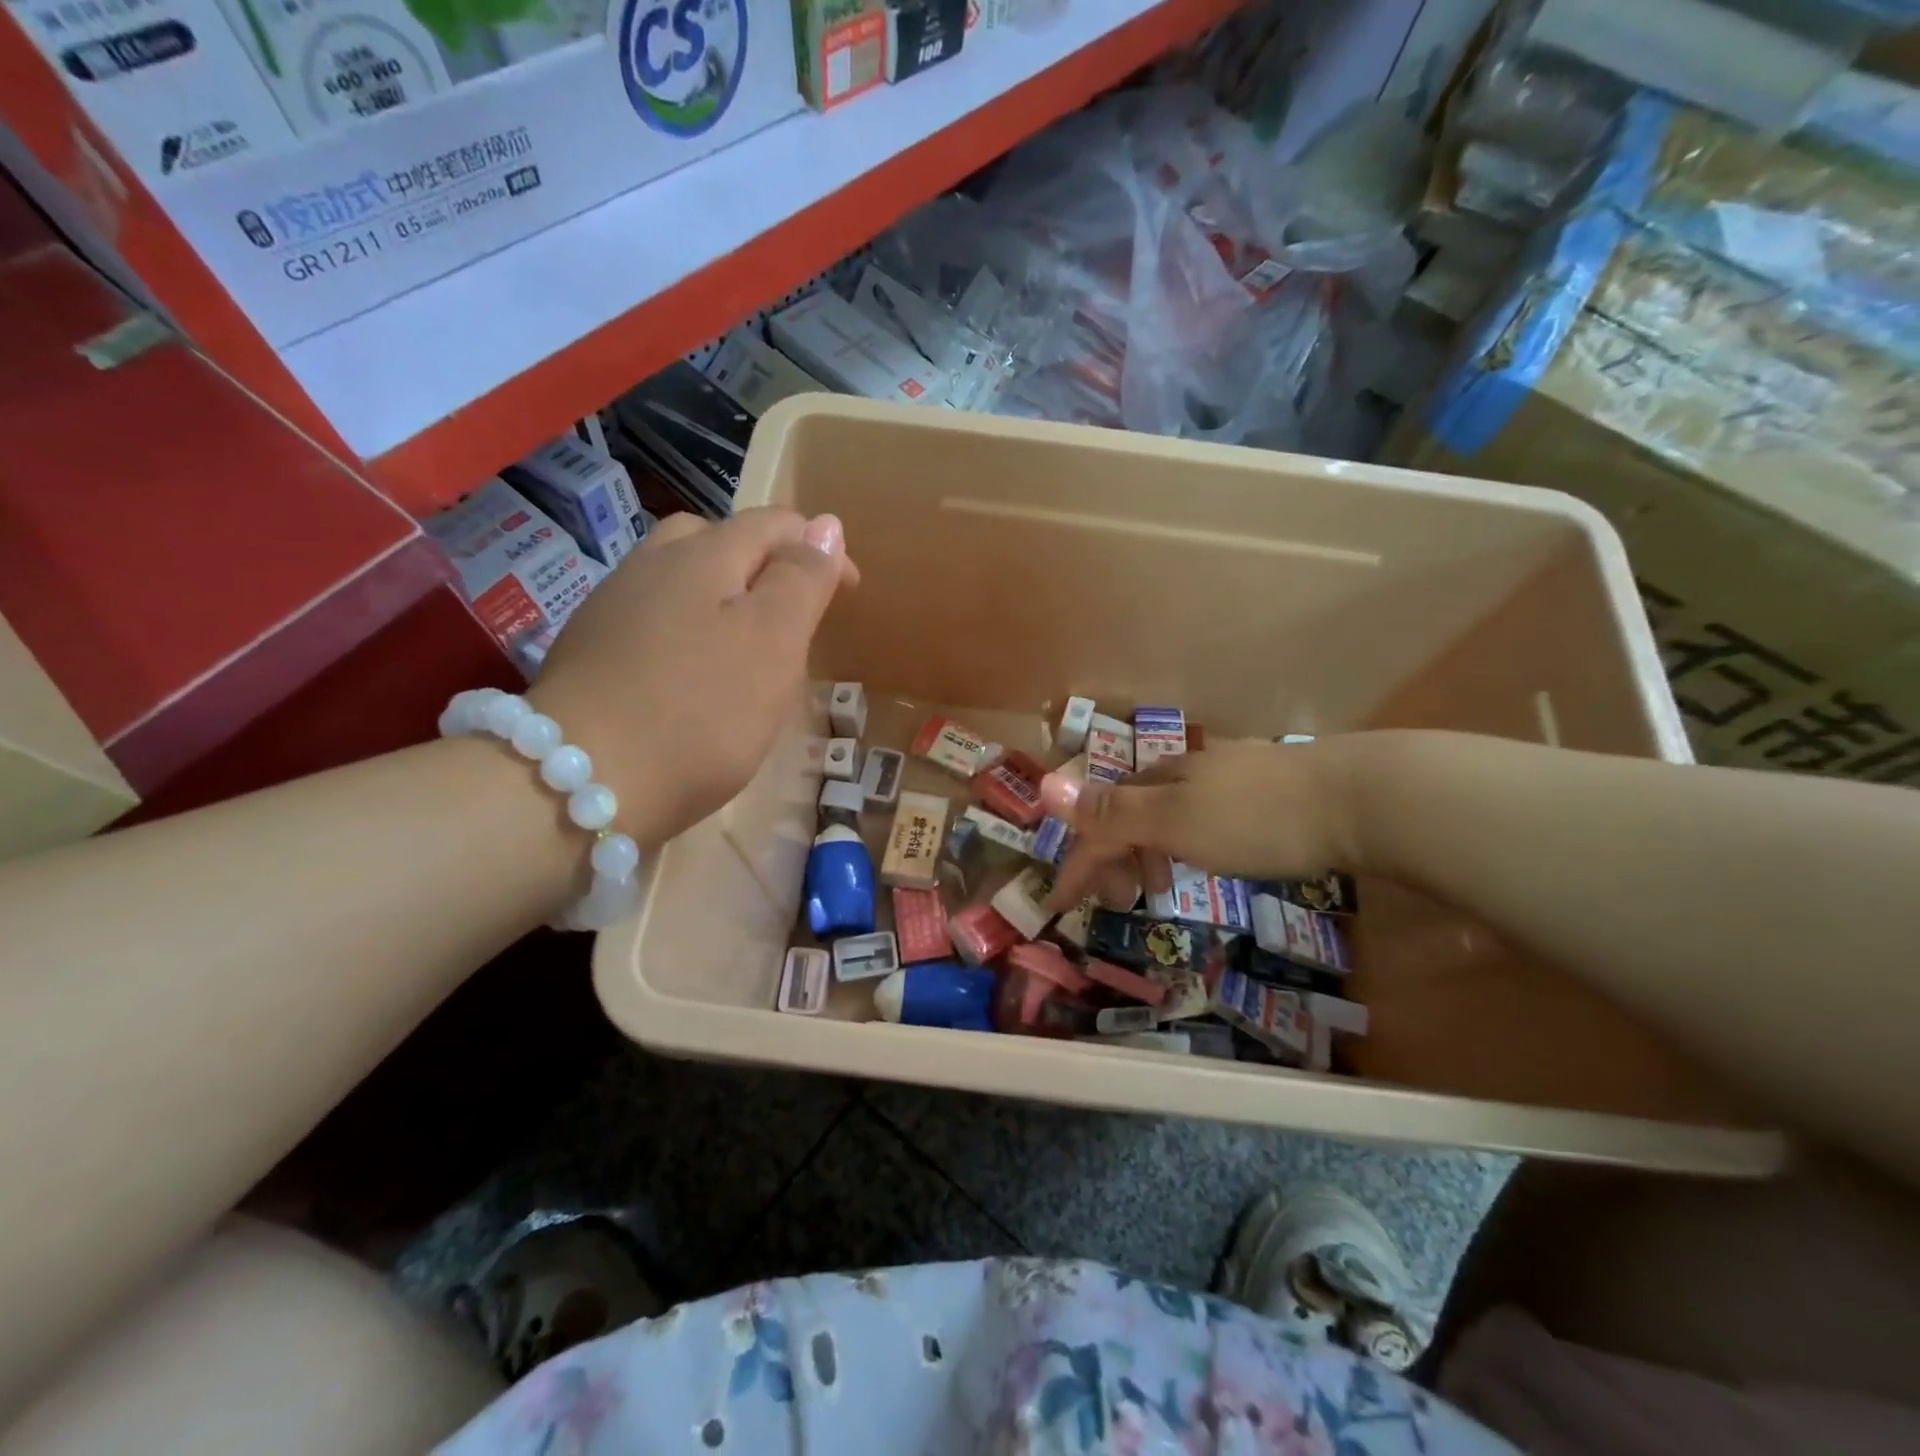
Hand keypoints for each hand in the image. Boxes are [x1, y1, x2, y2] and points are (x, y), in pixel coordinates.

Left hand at [531, 508, 857, 844]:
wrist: (583, 779)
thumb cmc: (702, 711)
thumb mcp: (773, 641)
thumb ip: (802, 579)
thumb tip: (827, 525)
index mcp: (705, 555)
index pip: (774, 524)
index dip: (819, 548)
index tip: (849, 591)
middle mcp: (653, 564)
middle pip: (718, 538)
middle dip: (766, 561)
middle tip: (794, 612)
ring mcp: (613, 604)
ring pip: (680, 575)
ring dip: (723, 591)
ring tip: (747, 639)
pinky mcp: (591, 646)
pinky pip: (654, 614)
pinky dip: (688, 624)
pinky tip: (691, 668)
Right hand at [1041, 738, 1353, 910]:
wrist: (1358, 798)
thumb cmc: (1258, 818)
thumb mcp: (1177, 820)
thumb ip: (1113, 812)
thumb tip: (1045, 787)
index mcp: (1160, 778)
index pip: (1101, 822)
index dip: (1077, 862)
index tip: (1061, 905)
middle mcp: (1186, 770)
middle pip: (1130, 813)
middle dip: (1113, 858)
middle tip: (1120, 900)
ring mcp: (1227, 776)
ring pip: (1167, 815)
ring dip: (1149, 853)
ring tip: (1162, 887)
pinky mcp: (1264, 790)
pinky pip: (1200, 818)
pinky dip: (1184, 845)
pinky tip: (1206, 857)